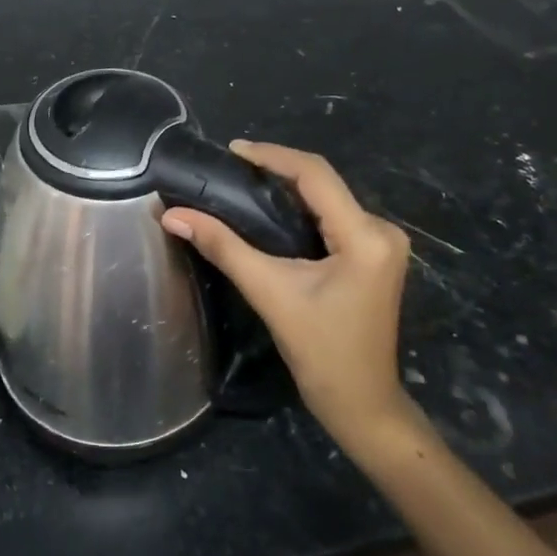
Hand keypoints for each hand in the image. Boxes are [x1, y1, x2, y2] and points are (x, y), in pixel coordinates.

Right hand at [162, 142, 421, 463]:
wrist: (362, 404)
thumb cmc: (320, 352)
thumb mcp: (269, 293)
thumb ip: (223, 247)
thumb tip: (173, 215)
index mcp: (365, 236)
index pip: (315, 175)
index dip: (272, 156)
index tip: (232, 150)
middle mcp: (382, 230)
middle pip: (324, 182)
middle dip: (277, 168)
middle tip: (232, 166)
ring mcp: (383, 242)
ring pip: (329, 197)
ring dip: (289, 187)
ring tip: (244, 180)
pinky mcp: (375, 253)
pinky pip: (334, 214)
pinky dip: (302, 207)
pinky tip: (272, 208)